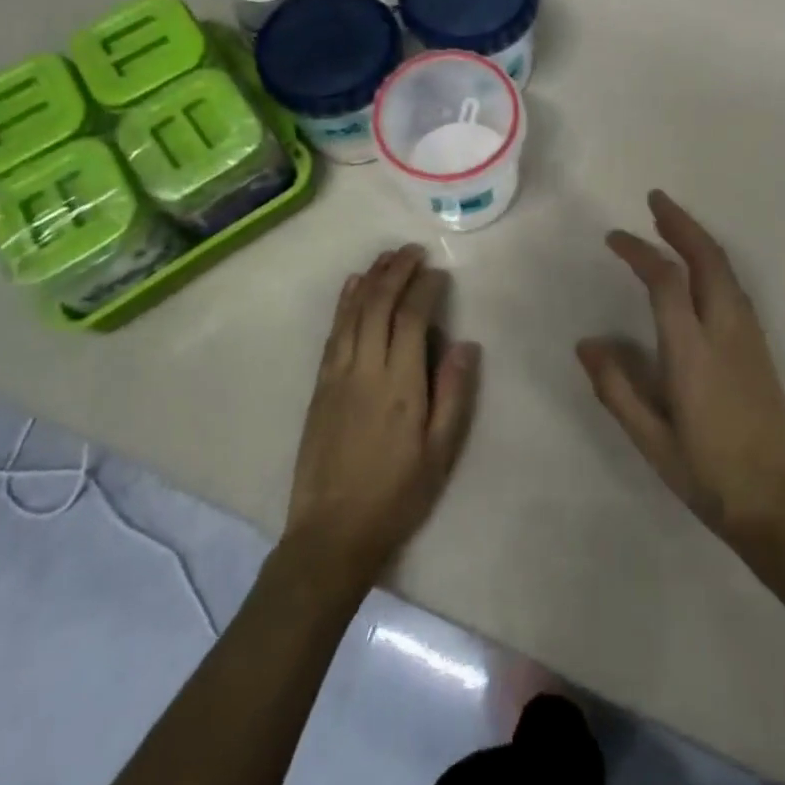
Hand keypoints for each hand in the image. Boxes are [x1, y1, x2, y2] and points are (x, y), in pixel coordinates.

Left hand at [285, 245, 479, 582]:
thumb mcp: (440, 453)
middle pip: (378, 305)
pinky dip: (344, 303)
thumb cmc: (396, 494)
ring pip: (353, 312)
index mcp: (400, 384)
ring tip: (386, 257)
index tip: (438, 273)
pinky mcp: (320, 385)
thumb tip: (464, 343)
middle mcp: (366, 369)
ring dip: (370, 279)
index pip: (412, 318)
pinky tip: (352, 286)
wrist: (331, 533)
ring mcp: (338, 375)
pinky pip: (333, 332)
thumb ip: (454, 394)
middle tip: (413, 251)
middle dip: (396, 272)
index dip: (425, 289)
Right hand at [579, 191, 784, 550]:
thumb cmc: (708, 475)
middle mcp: (725, 331)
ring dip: (699, 239)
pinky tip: (700, 267)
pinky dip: (713, 261)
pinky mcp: (761, 347)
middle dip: (681, 224)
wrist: (780, 505)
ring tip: (672, 223)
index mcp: (693, 352)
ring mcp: (749, 336)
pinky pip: (735, 287)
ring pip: (726, 269)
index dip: (640, 252)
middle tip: (656, 200)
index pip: (666, 281)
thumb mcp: (651, 439)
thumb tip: (586, 343)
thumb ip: (616, 387)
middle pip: (707, 259)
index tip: (614, 238)